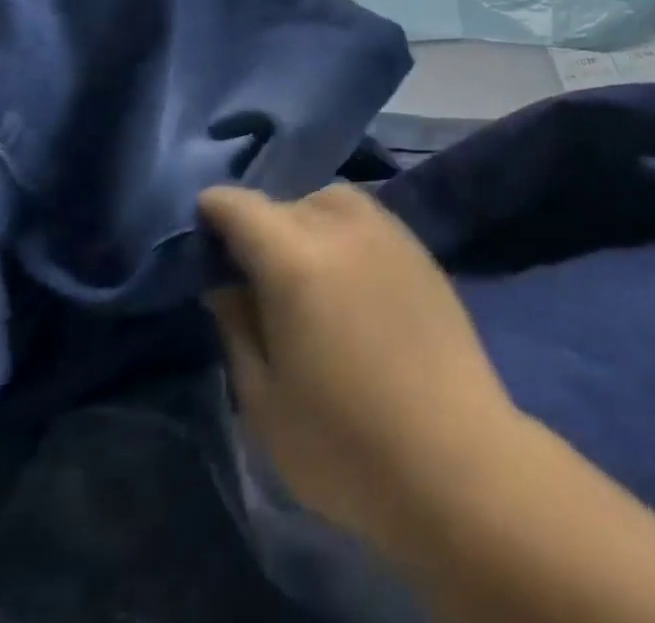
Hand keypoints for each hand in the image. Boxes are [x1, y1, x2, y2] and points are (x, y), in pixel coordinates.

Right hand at [199, 184, 522, 555]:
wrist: (452, 455)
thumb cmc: (344, 444)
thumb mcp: (264, 400)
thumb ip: (238, 327)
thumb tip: (224, 282)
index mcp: (296, 260)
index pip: (243, 207)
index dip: (215, 209)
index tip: (201, 225)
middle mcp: (343, 227)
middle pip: (289, 201)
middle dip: (261, 224)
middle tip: (252, 269)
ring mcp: (388, 232)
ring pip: (333, 200)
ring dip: (306, 218)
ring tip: (303, 266)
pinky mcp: (419, 248)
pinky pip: (369, 216)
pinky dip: (345, 228)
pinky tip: (348, 273)